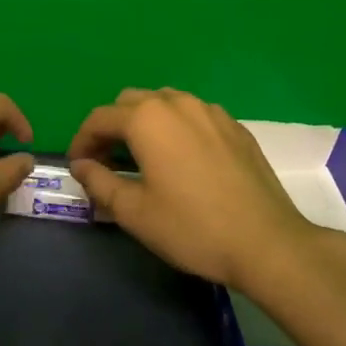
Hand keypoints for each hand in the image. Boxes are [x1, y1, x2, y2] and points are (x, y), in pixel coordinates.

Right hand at [68, 88, 317, 290]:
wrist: (267, 242)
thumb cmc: (192, 228)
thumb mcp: (134, 212)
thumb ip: (99, 182)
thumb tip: (81, 165)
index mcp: (147, 119)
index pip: (100, 118)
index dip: (82, 140)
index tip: (79, 166)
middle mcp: (177, 103)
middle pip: (131, 102)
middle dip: (112, 127)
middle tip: (108, 161)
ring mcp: (211, 111)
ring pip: (164, 103)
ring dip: (145, 122)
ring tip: (144, 157)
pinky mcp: (235, 127)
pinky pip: (194, 115)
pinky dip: (177, 128)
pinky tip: (183, 161)